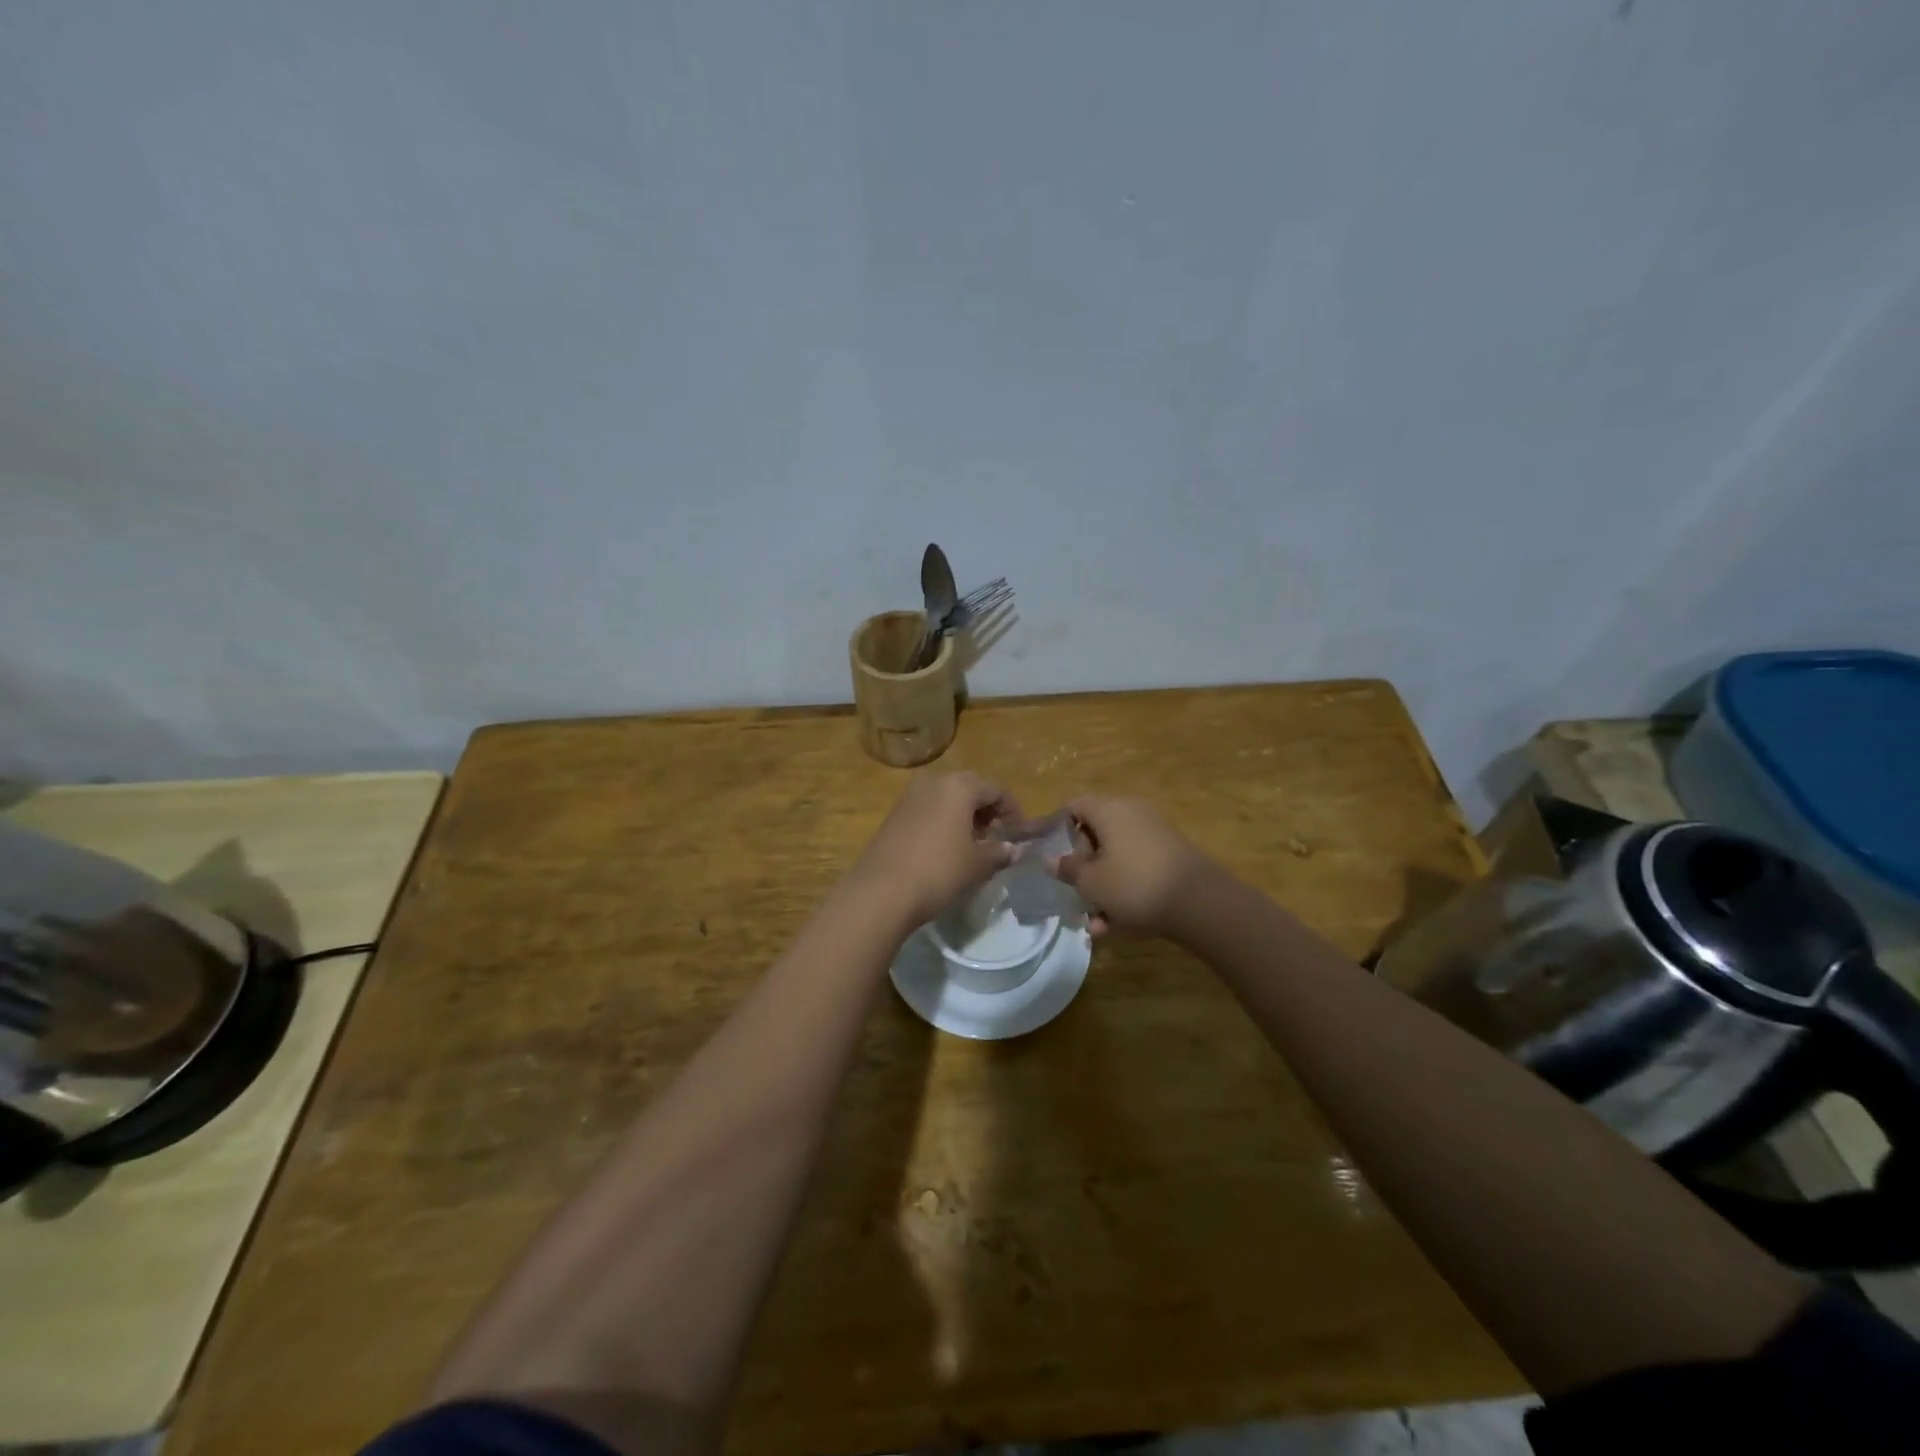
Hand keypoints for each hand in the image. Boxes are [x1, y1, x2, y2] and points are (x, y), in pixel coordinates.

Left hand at [852, 772, 1021, 927]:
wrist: (881, 891)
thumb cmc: (939, 871)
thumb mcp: (977, 864)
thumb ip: (1000, 852)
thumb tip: (1014, 849)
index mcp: (959, 786)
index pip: (996, 789)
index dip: (1012, 810)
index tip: (1019, 833)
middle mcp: (933, 782)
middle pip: (970, 788)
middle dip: (987, 809)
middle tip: (997, 835)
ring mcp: (909, 797)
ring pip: (946, 797)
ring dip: (964, 815)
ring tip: (973, 844)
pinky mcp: (894, 815)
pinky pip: (928, 809)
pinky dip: (943, 821)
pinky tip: (946, 848)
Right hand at [1048, 796, 1213, 935]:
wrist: (1200, 902)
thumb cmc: (1134, 884)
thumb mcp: (1091, 882)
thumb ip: (1068, 869)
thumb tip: (1051, 859)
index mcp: (1109, 810)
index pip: (1074, 805)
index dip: (1058, 826)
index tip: (1050, 852)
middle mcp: (1132, 814)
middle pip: (1097, 832)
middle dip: (1083, 864)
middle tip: (1073, 889)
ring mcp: (1156, 834)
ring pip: (1118, 856)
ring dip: (1103, 885)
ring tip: (1094, 920)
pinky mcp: (1172, 857)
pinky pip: (1138, 868)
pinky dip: (1125, 890)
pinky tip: (1117, 924)